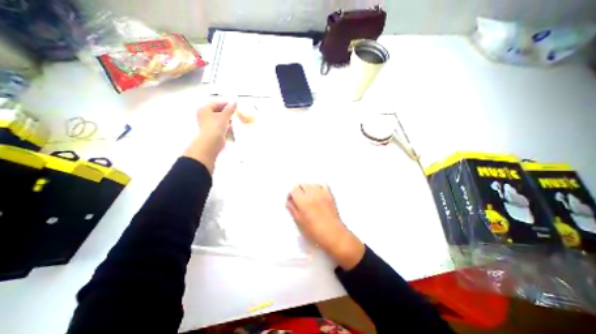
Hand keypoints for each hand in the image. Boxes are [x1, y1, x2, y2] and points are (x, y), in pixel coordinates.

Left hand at [183, 102, 235, 173]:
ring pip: (220, 120)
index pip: (216, 103)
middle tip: (234, 113)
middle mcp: (205, 116)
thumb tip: (234, 103)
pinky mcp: (213, 132)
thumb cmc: (215, 127)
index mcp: (204, 109)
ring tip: (233, 122)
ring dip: (227, 120)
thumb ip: (230, 109)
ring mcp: (208, 125)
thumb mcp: (225, 116)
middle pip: (218, 112)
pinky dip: (226, 127)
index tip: (234, 106)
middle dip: (227, 113)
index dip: (225, 104)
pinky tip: (231, 129)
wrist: (211, 142)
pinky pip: (220, 127)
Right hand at [287, 184, 365, 269]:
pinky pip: (323, 185)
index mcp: (303, 200)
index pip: (294, 189)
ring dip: (308, 188)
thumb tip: (289, 201)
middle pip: (303, 184)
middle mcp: (312, 193)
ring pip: (312, 184)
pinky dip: (318, 187)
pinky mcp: (330, 195)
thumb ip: (292, 209)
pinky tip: (318, 194)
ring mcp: (322, 193)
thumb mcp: (299, 222)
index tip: (291, 201)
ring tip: (308, 197)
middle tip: (299, 200)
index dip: (291, 194)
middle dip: (299, 190)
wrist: (333, 234)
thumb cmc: (314, 231)